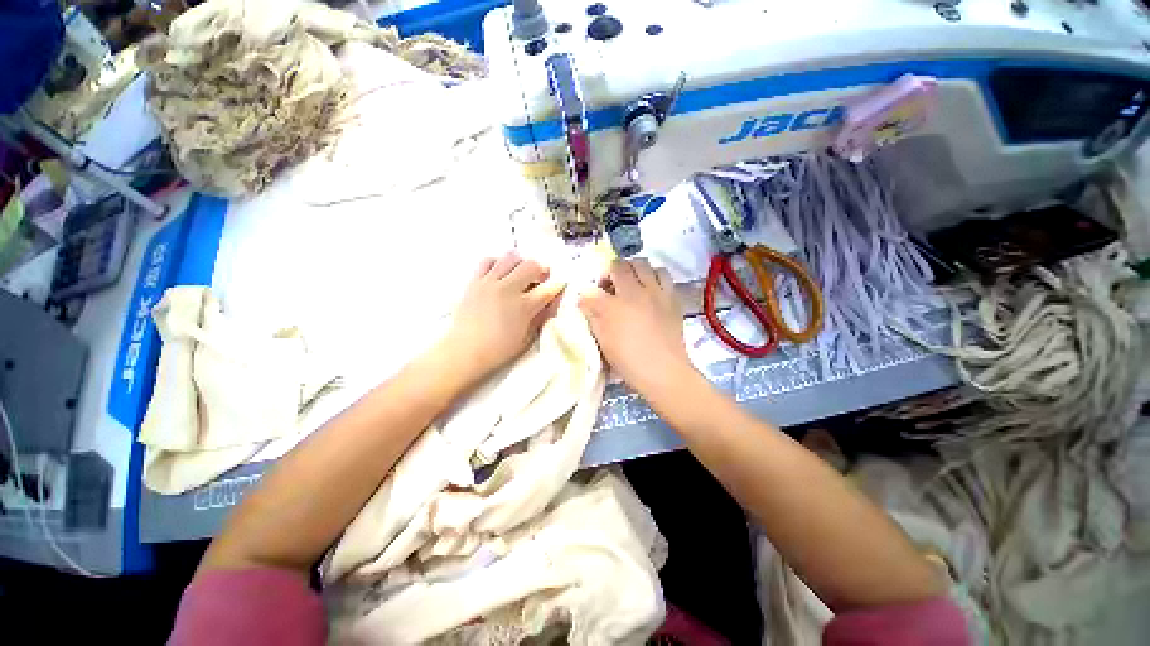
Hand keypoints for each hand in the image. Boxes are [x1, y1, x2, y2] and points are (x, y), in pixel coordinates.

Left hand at [441, 252, 564, 381]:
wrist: (465, 351)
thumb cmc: (499, 349)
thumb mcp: (527, 338)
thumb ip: (540, 317)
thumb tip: (550, 303)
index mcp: (524, 307)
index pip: (548, 289)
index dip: (558, 285)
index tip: (561, 284)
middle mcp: (508, 289)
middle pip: (531, 265)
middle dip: (541, 269)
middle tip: (541, 277)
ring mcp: (489, 283)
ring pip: (510, 257)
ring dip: (520, 263)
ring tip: (521, 273)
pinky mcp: (474, 281)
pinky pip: (488, 261)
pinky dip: (498, 262)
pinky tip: (500, 272)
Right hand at [579, 259, 695, 396]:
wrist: (663, 371)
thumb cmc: (628, 360)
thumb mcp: (603, 341)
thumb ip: (592, 317)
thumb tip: (585, 301)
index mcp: (614, 305)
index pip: (594, 288)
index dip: (589, 292)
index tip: (589, 299)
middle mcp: (635, 292)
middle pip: (622, 266)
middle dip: (613, 271)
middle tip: (612, 285)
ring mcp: (656, 293)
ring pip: (646, 265)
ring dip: (636, 270)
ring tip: (634, 283)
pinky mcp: (672, 299)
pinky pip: (665, 276)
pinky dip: (655, 277)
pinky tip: (652, 290)